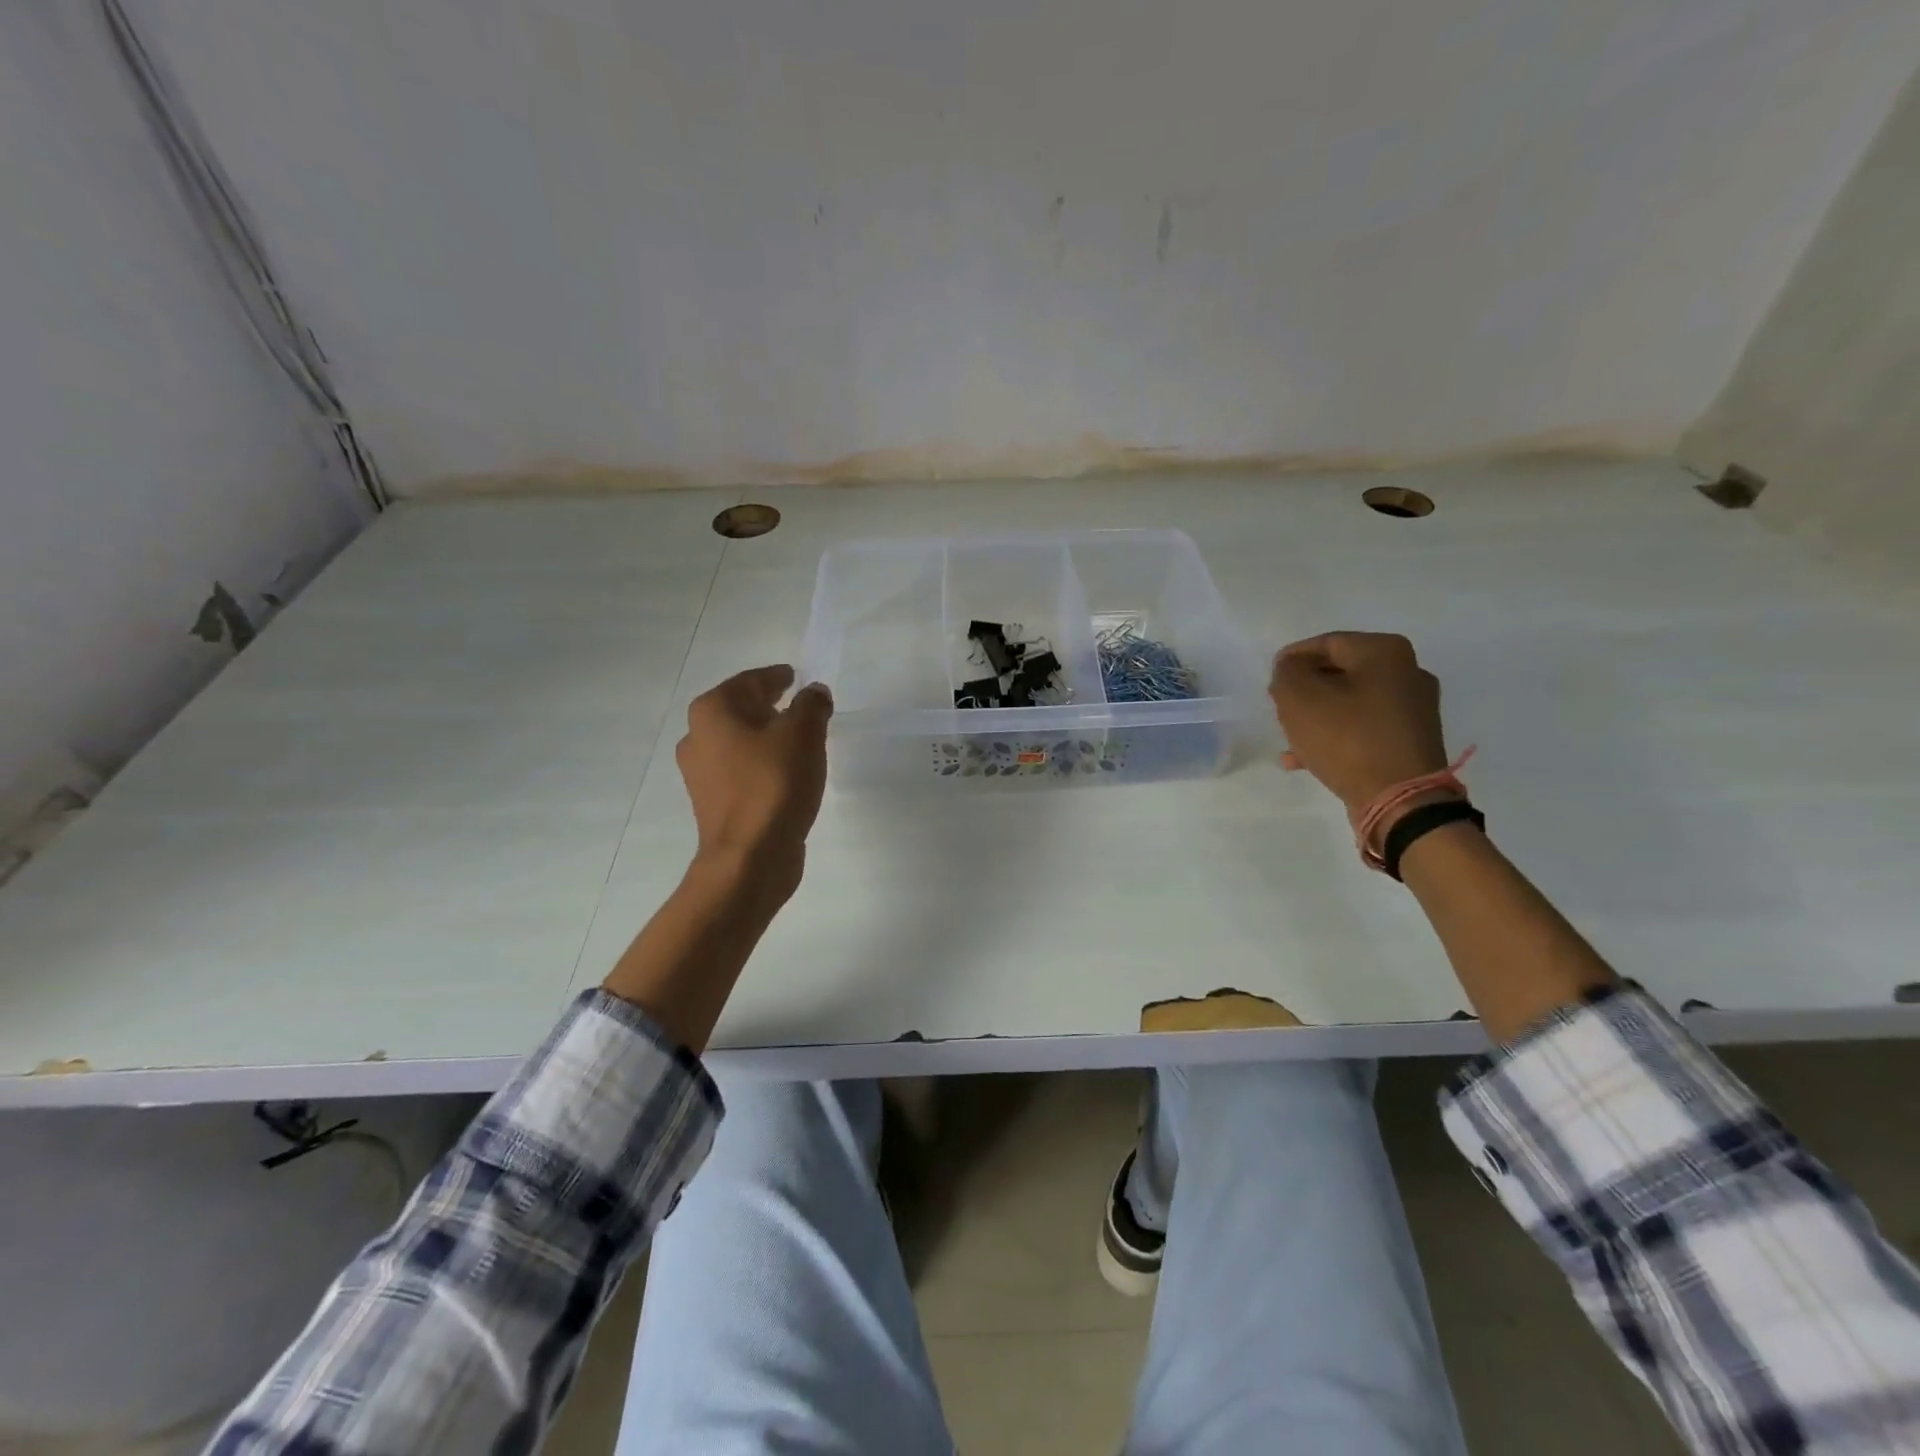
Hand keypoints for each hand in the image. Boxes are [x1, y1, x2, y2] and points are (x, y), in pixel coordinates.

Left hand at [676, 666, 832, 896]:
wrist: (750, 857)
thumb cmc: (774, 783)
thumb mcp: (804, 734)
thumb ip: (812, 705)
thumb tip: (815, 692)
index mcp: (713, 710)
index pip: (752, 680)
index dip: (778, 677)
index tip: (797, 677)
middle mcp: (697, 736)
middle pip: (741, 710)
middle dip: (772, 706)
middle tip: (803, 707)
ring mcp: (700, 773)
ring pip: (740, 742)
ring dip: (767, 738)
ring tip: (800, 742)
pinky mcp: (713, 802)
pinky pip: (741, 770)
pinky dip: (761, 764)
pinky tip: (786, 773)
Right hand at [1270, 632, 1449, 811]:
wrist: (1400, 799)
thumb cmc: (1347, 738)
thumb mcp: (1299, 698)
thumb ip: (1287, 673)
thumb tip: (1291, 669)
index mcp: (1384, 651)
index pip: (1324, 643)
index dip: (1291, 660)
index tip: (1270, 681)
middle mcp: (1407, 671)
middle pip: (1339, 672)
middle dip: (1304, 690)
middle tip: (1279, 708)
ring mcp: (1413, 708)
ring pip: (1349, 702)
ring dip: (1316, 716)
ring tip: (1288, 737)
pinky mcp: (1410, 739)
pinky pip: (1363, 728)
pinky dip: (1335, 736)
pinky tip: (1304, 758)